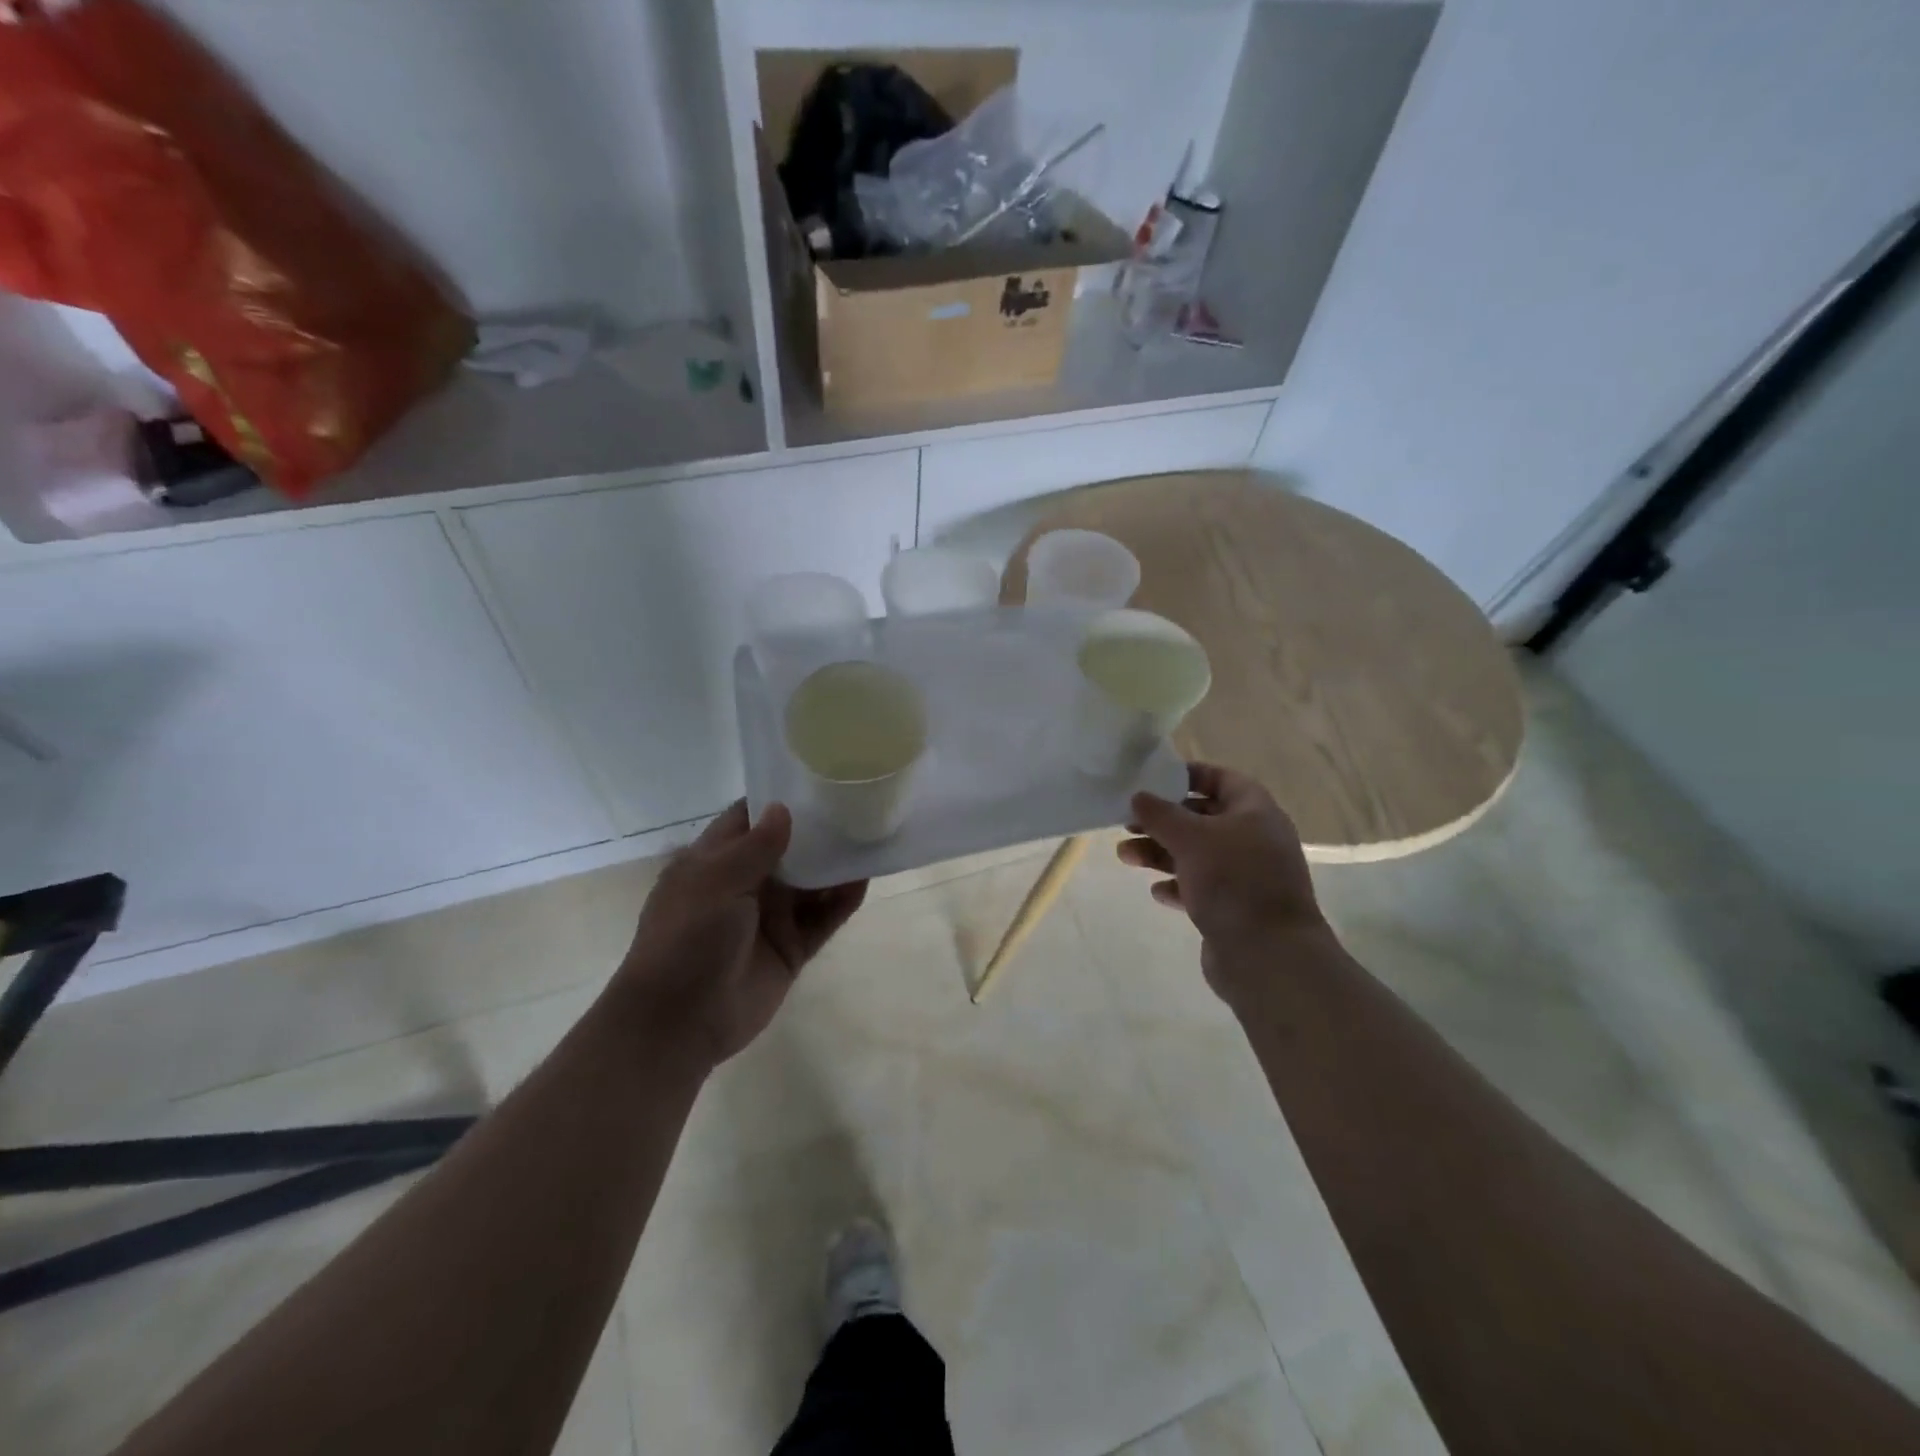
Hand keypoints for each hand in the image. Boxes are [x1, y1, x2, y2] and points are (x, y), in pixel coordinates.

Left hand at [612, 801, 866, 1068]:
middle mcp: (744, 884)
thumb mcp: (714, 883)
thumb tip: (784, 808)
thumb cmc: (687, 940)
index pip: (748, 819)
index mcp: (714, 862)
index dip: (777, 799)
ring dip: (835, 863)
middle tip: (856, 802)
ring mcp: (769, 917)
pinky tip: (865, 878)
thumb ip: (754, 847)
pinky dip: (843, 900)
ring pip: (811, 882)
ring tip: (869, 835)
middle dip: (817, 829)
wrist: (680, 1022)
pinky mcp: (791, 947)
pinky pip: (823, 918)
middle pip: (788, 848)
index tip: (815, 777)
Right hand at [1120, 763, 1332, 1005]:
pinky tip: (1157, 892)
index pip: (1222, 779)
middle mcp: (1254, 839)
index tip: (1153, 780)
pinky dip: (1178, 885)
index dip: (1188, 775)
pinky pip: (1201, 887)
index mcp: (1255, 812)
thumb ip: (1161, 814)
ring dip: (1161, 853)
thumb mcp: (1191, 838)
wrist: (1268, 956)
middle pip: (1203, 818)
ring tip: (1125, 856)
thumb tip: (1139, 796)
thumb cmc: (1233, 881)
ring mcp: (1246, 876)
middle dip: (1163, 820)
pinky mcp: (1234, 908)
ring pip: (1197, 854)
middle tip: (1128, 822)